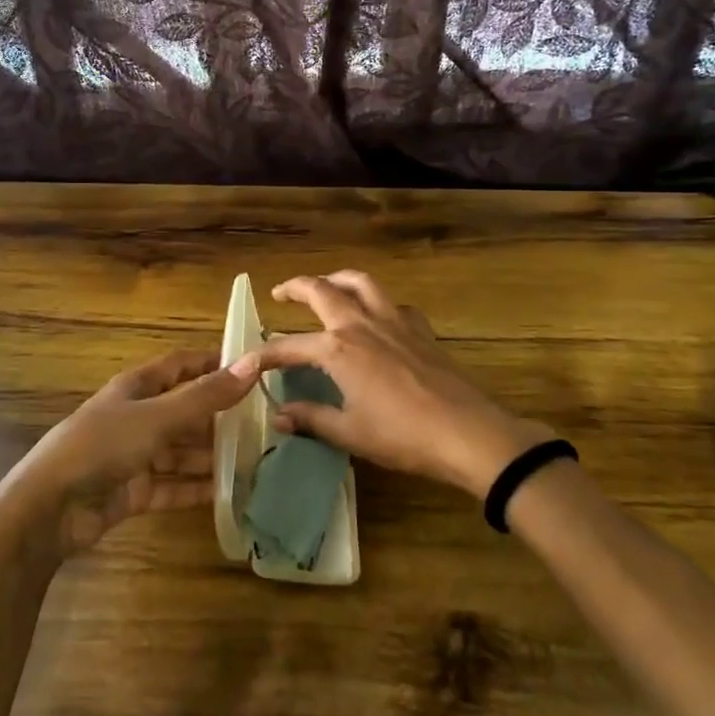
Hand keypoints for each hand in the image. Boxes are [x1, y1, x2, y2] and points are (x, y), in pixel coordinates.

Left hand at [5, 349, 257, 556]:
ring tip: (255, 460)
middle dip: (220, 415)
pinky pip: (172, 486)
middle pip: (185, 410)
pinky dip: (196, 488)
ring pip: (181, 450)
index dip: (213, 362)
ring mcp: (134, 456)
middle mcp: (137, 416)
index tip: (253, 366)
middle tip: (266, 421)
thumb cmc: (102, 446)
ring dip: (212, 455)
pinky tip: (229, 493)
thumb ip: (205, 396)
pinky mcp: (133, 491)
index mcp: (137, 387)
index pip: (181, 365)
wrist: (49, 509)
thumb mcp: (157, 417)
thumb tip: (254, 363)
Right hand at [239, 271, 538, 497]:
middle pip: (321, 290)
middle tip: (280, 293)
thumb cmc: (402, 436)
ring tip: (325, 286)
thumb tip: (280, 415)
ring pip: (360, 283)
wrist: (466, 433)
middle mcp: (361, 324)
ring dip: (336, 279)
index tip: (248, 360)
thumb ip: (311, 419)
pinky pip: (393, 303)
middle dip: (295, 287)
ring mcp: (394, 321)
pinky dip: (377, 302)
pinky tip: (377, 318)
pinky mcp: (420, 328)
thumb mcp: (349, 433)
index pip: (289, 346)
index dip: (265, 353)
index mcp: (338, 349)